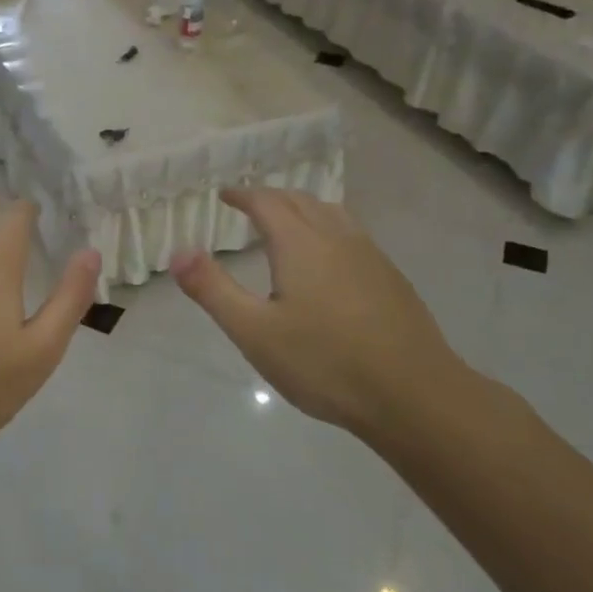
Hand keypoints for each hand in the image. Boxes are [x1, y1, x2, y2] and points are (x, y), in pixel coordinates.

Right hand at [170, 188, 471, 437]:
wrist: (414, 396)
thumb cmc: (325, 363)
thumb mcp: (254, 332)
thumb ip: (213, 289)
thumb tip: (178, 252)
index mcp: (300, 245)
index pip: (267, 203)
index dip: (243, 195)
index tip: (225, 195)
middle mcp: (337, 239)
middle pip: (301, 201)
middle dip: (271, 198)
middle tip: (249, 205)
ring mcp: (371, 257)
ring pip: (332, 214)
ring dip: (303, 208)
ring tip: (287, 222)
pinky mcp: (392, 279)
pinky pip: (353, 235)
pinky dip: (328, 228)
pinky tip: (329, 260)